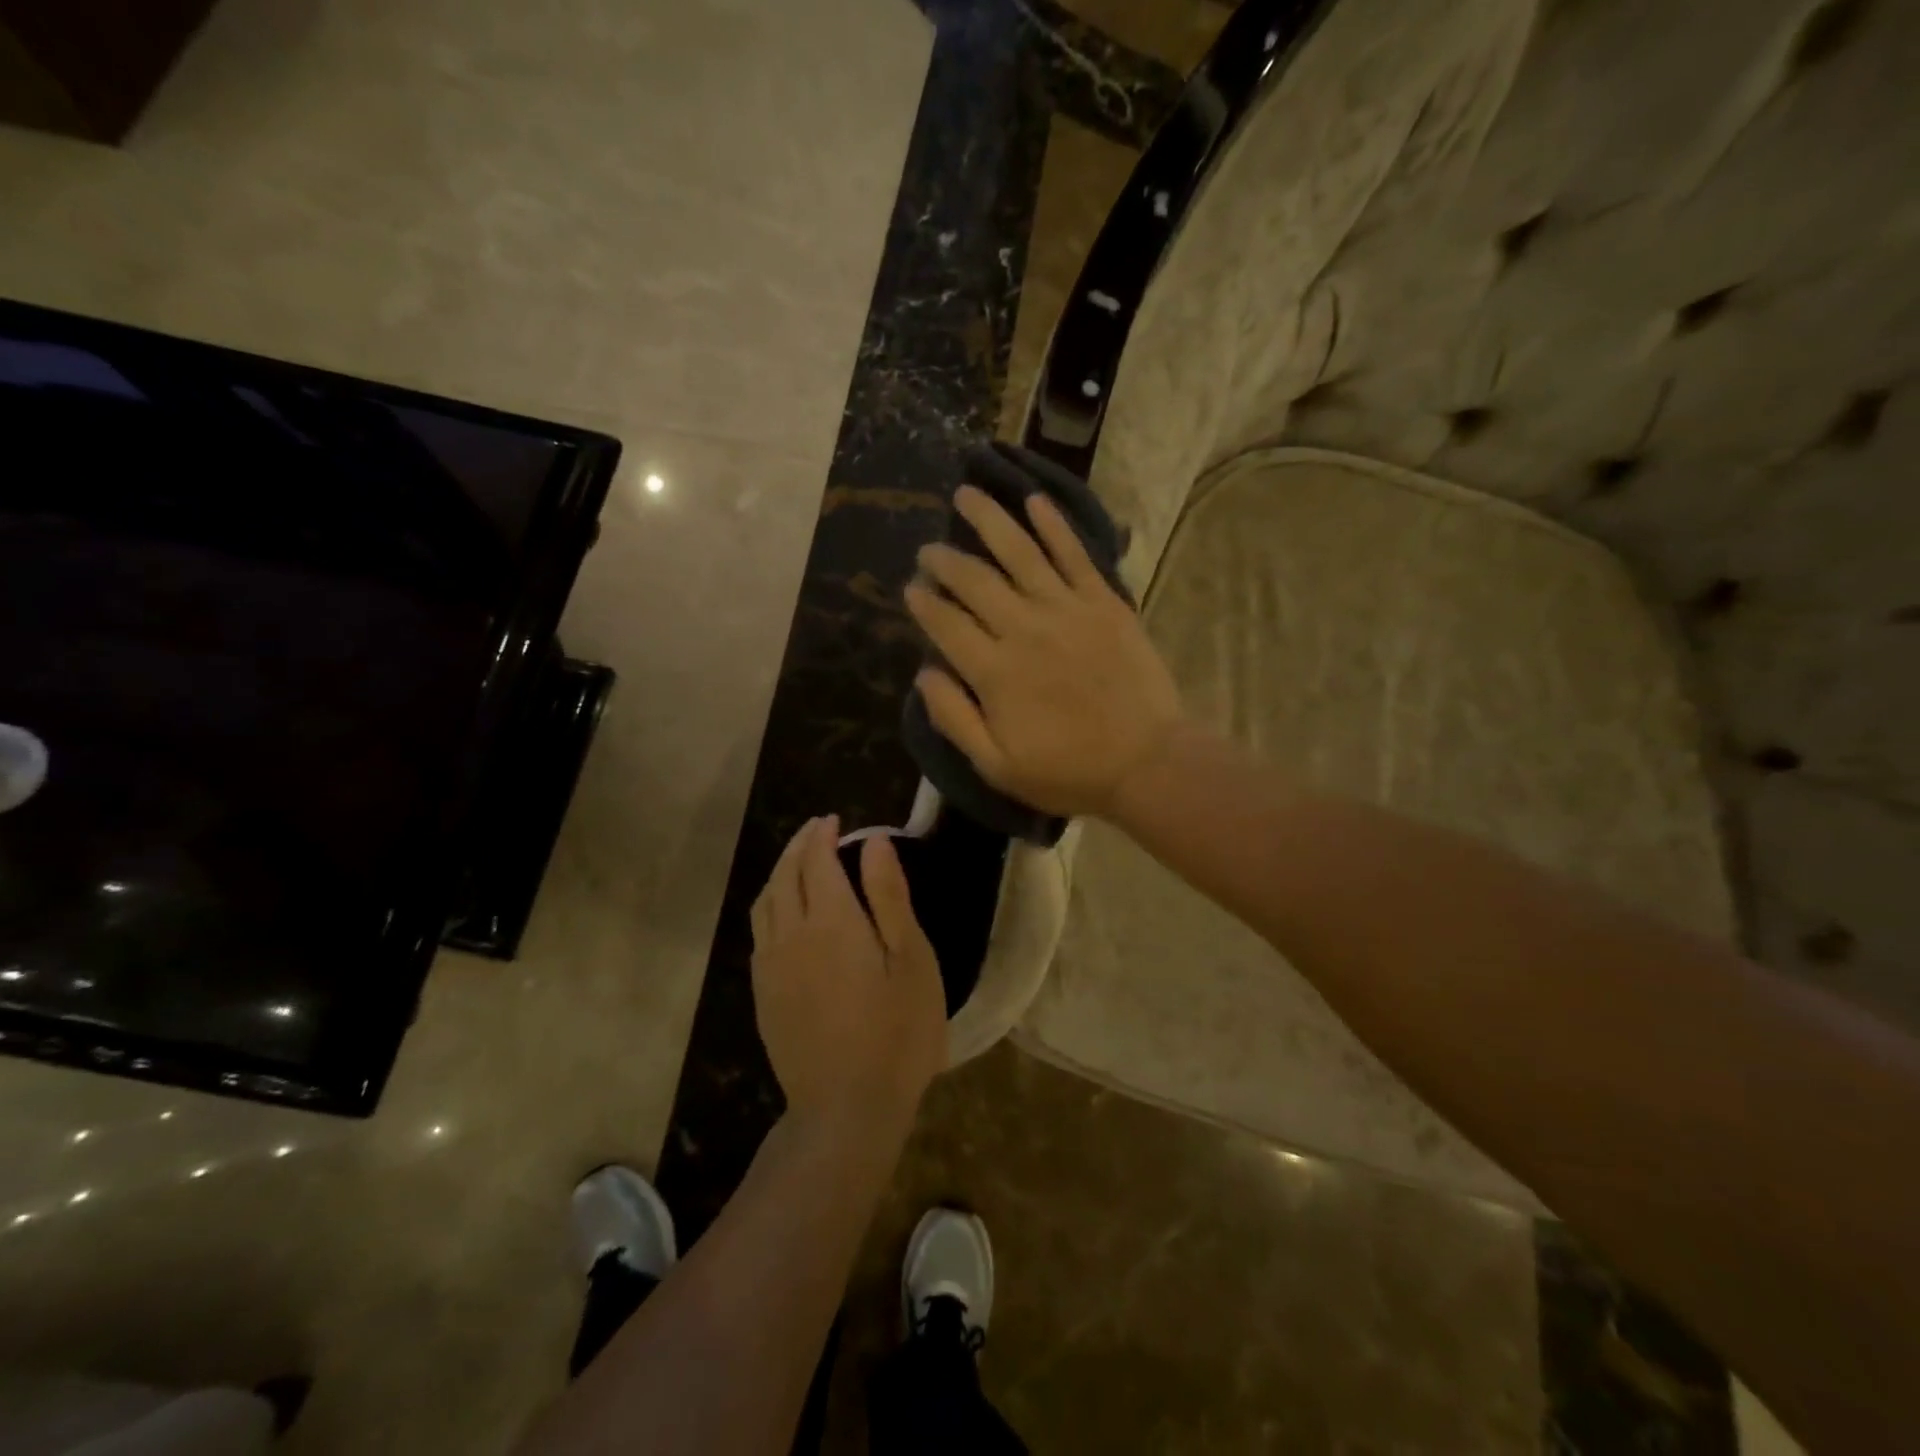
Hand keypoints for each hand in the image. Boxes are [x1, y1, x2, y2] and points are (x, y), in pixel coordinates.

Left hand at [749, 817, 946, 1127]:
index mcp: (830, 920)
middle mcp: (790, 933)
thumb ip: (890, 896)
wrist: (846, 1108)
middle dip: (799, 845)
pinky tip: (783, 912)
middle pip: (785, 874)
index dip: (823, 834)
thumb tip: (874, 841)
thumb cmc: (896, 1031)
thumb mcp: (911, 960)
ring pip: (765, 901)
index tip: (834, 820)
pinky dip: (770, 904)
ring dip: (780, 871)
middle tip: (817, 830)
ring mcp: (771, 966)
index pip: (816, 859)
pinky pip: (759, 931)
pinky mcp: (763, 994)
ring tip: (798, 861)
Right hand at [904, 486, 1183, 818]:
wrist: (1146, 763)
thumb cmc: (1068, 771)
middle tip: (929, 550)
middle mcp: (1024, 628)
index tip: (911, 588)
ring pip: (1019, 552)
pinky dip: (1053, 525)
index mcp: (993, 671)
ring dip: (989, 520)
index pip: (946, 624)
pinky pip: (1074, 554)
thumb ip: (954, 718)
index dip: (924, 603)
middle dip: (945, 561)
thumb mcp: (996, 766)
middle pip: (975, 581)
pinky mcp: (1104, 602)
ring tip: (966, 495)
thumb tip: (924, 673)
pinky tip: (1034, 500)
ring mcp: (1066, 609)